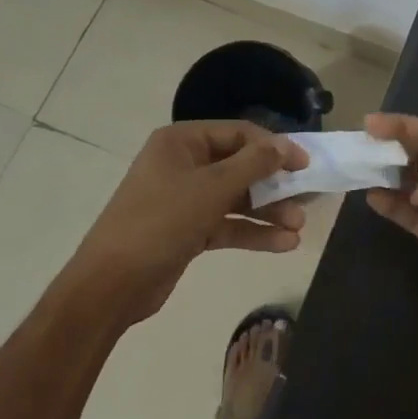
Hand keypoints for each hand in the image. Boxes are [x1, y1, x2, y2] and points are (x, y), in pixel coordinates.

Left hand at [71, 121, 309, 325]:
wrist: (111, 285)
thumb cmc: (161, 221)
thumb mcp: (212, 188)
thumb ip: (254, 164)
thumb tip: (286, 144)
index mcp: (182, 142)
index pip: (238, 133)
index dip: (274, 147)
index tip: (305, 164)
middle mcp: (183, 164)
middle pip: (240, 166)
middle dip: (273, 184)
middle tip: (307, 198)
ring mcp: (185, 199)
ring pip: (236, 198)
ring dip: (267, 211)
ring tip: (299, 227)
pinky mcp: (188, 230)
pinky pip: (227, 224)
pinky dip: (252, 232)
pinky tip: (283, 244)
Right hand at [364, 114, 417, 339]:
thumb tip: (417, 191)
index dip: (402, 125)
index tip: (369, 123)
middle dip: (392, 148)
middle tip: (360, 146)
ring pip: (412, 184)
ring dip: (388, 177)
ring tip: (360, 171)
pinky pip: (411, 214)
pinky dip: (392, 206)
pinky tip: (372, 198)